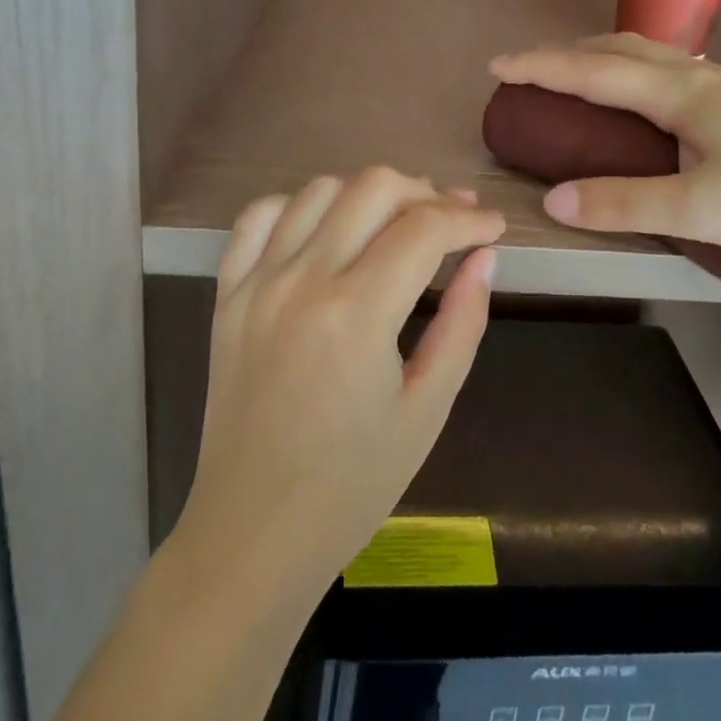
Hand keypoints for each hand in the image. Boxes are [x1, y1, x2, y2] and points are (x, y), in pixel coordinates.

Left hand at [175, 168, 505, 608]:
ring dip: (368, 193)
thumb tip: (484, 258)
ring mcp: (256, 283)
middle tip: (454, 221)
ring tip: (398, 221)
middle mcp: (302, 281)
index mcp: (356, 314)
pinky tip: (327, 229)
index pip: (425, 228)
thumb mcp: (428, 409)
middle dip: (426, 193)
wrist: (252, 532)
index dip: (470, 219)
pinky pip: (258, 217)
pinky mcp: (227, 294)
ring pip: (319, 189)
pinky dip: (299, 206)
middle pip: (373, 187)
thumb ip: (463, 322)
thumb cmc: (353, 484)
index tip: (493, 228)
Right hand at [490, 34, 720, 264]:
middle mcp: (706, 77)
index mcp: (683, 93)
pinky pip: (681, 76)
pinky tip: (655, 105)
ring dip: (610, 60)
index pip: (594, 70)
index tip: (497, 65)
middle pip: (625, 47)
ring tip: (586, 81)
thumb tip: (553, 200)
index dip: (541, 66)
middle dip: (572, 53)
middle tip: (536, 70)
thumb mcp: (701, 210)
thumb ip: (623, 204)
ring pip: (657, 57)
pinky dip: (644, 78)